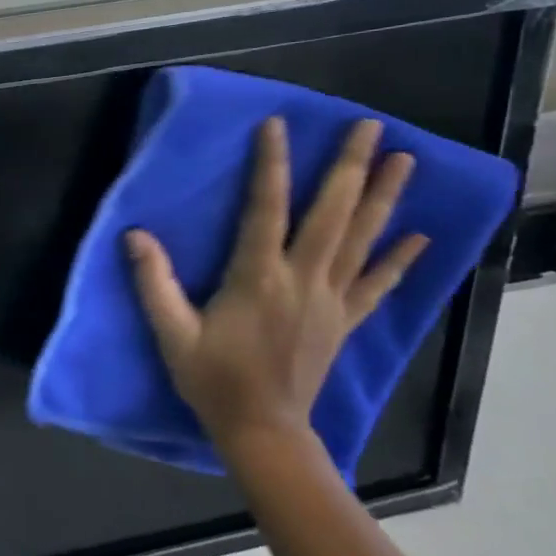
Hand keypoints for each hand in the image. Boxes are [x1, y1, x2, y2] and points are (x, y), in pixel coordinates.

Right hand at [125, 117, 426, 463]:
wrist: (262, 430)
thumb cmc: (212, 379)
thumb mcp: (171, 332)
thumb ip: (153, 282)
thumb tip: (134, 233)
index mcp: (257, 277)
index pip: (266, 208)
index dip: (271, 164)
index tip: (278, 124)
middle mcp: (302, 280)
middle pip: (332, 214)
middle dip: (349, 167)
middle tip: (370, 126)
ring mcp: (330, 300)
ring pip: (362, 240)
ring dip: (384, 198)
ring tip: (405, 160)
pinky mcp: (343, 321)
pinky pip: (377, 285)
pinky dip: (399, 259)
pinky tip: (420, 236)